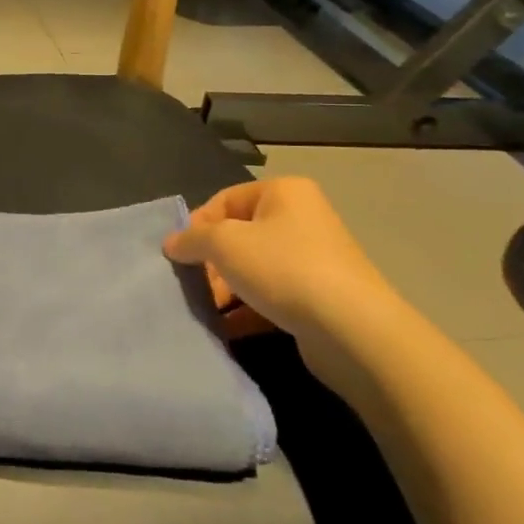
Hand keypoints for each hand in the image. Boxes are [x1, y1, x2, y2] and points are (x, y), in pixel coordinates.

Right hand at [164, 177, 404, 392]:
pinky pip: (271, 296)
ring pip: (254, 268)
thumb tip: (172, 243)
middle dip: (211, 262)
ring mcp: (313, 260)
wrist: (351, 329)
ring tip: (207, 310)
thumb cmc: (283, 268)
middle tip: (194, 285)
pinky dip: (247, 309)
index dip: (198, 224)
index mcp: (283, 193)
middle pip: (239, 235)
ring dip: (226, 288)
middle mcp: (301, 219)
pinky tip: (226, 328)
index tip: (180, 254)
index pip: (225, 199)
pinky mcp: (318, 298)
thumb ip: (192, 239)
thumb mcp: (224, 244)